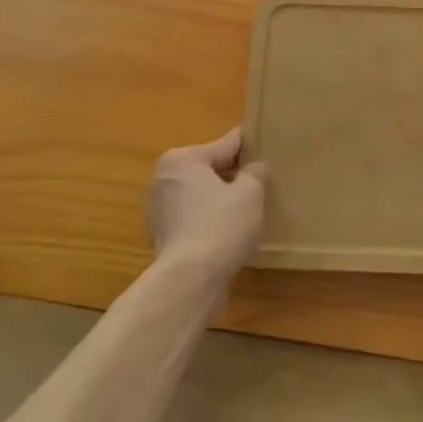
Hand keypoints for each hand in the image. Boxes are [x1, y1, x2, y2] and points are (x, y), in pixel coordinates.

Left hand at [147, 128, 266, 283]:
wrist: (190, 279)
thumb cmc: (221, 225)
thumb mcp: (250, 193)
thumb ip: (254, 173)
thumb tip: (253, 168)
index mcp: (183, 158)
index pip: (225, 145)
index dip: (248, 146)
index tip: (263, 142)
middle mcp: (164, 177)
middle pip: (208, 168)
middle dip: (232, 174)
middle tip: (260, 180)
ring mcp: (158, 208)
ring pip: (199, 193)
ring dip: (219, 197)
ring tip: (247, 206)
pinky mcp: (161, 235)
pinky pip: (192, 215)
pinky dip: (208, 217)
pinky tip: (229, 228)